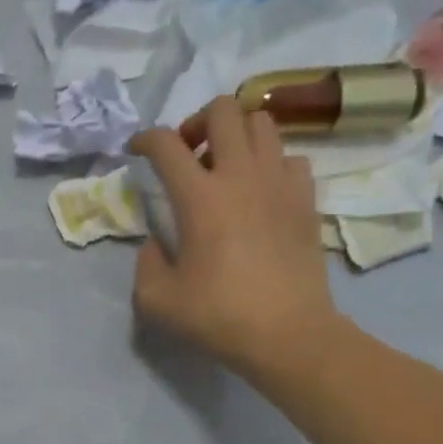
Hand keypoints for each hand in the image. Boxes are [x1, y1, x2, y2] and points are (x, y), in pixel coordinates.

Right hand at [130, 96, 341, 385]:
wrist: (286, 334)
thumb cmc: (217, 317)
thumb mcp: (156, 300)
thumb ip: (144, 263)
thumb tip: (154, 243)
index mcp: (199, 198)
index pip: (166, 144)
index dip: (144, 139)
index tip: (137, 151)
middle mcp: (240, 176)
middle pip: (223, 110)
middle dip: (197, 121)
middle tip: (188, 152)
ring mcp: (279, 183)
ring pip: (262, 122)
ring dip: (237, 134)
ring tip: (225, 166)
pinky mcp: (306, 199)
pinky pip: (289, 157)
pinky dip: (270, 162)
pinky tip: (259, 190)